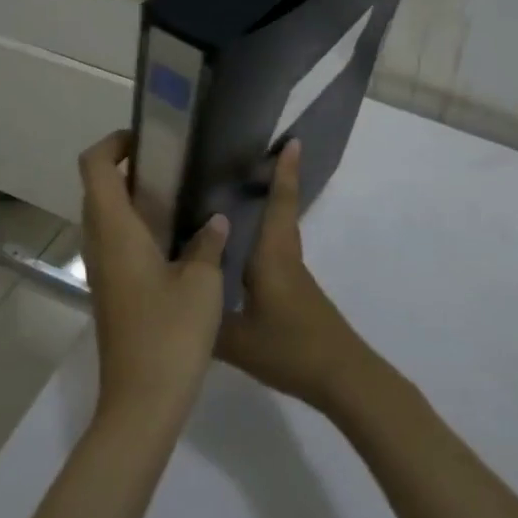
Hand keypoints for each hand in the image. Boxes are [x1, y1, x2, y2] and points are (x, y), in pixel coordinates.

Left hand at [77, 130, 228, 433]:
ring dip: (132, 198)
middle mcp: (100, 245)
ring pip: (105, 217)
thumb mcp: (202, 283)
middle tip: (173, 163)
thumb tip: (214, 222)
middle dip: (127, 166)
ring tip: (180, 194)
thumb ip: (208, 244)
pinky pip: (116, 243)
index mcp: (116, 232)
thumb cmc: (170, 334)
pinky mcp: (112, 293)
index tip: (148, 138)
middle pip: (97, 189)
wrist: (142, 402)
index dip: (113, 143)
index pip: (94, 167)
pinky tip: (177, 238)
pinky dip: (138, 226)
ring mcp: (103, 271)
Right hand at [217, 139, 378, 412]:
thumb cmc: (290, 348)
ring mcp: (294, 276)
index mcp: (273, 256)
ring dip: (267, 211)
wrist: (340, 376)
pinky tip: (241, 255)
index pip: (279, 204)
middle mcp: (285, 257)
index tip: (291, 141)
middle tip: (248, 162)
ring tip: (236, 201)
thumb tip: (176, 298)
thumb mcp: (236, 340)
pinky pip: (276, 254)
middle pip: (281, 212)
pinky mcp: (296, 293)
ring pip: (279, 233)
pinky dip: (263, 240)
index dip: (284, 172)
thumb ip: (205, 319)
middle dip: (273, 184)